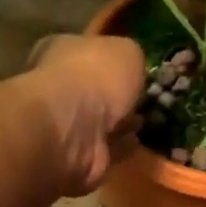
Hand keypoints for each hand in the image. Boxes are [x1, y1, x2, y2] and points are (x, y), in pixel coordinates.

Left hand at [25, 33, 145, 195]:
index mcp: (61, 51)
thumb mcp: (126, 51)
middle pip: (93, 88)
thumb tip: (131, 66)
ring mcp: (66, 124)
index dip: (110, 58)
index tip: (134, 66)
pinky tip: (138, 141)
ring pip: (99, 121)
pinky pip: (105, 148)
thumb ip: (131, 56)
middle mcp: (59, 86)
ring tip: (145, 120)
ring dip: (120, 122)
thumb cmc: (95, 77)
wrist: (74, 128)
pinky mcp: (78, 155)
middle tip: (143, 97)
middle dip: (116, 94)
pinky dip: (120, 146)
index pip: (87, 51)